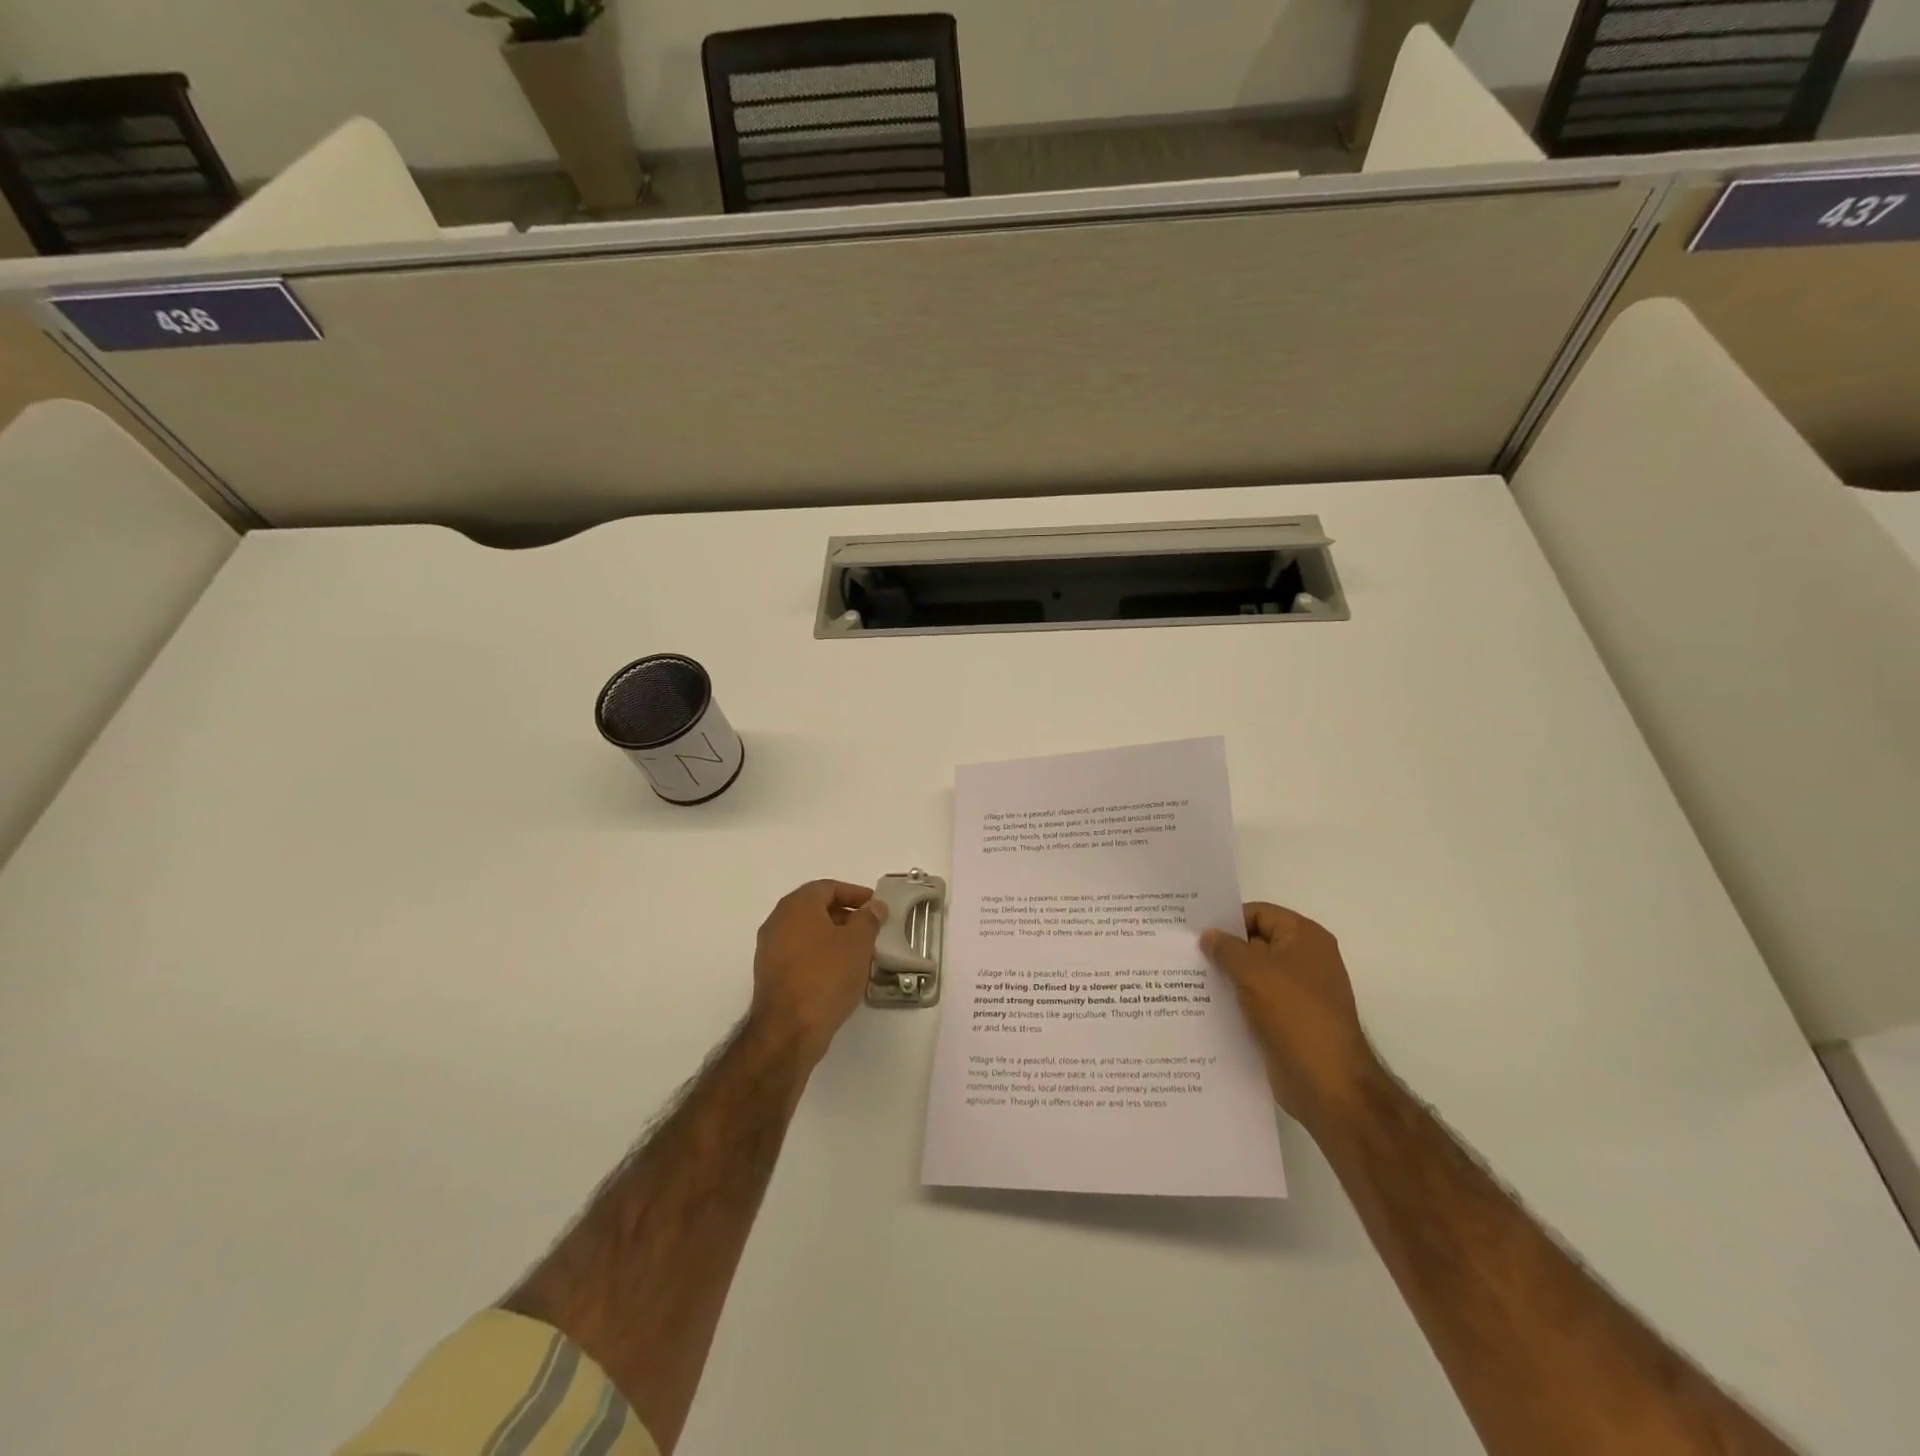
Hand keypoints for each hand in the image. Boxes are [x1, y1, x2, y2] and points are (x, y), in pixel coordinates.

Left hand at [749, 880, 886, 1064]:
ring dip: (833, 937)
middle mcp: (777, 922)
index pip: (828, 888)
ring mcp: (769, 950)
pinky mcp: (770, 975)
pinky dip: (820, 955)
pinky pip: (800, 954)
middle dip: (845, 915)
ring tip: (859, 952)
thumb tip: (873, 907)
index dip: (855, 894)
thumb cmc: (826, 976)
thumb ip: (868, 919)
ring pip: (807, 933)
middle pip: (815, 908)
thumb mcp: (858, 943)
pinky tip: (839, 972)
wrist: (789, 1030)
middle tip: (870, 928)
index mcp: (796, 906)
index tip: (876, 906)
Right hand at [1202, 903, 1379, 1128]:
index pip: (1258, 913)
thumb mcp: (1253, 971)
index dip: (1226, 918)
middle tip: (1183, 951)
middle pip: (1255, 942)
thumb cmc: (1294, 1013)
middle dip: (1223, 948)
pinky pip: (1256, 1001)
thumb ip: (1226, 948)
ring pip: (1253, 974)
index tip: (1193, 929)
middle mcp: (1305, 960)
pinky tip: (1204, 1005)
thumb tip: (1209, 935)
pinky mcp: (1289, 1021)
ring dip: (1225, 976)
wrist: (1327, 1082)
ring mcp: (1298, 992)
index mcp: (1305, 937)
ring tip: (1186, 977)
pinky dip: (1234, 1001)